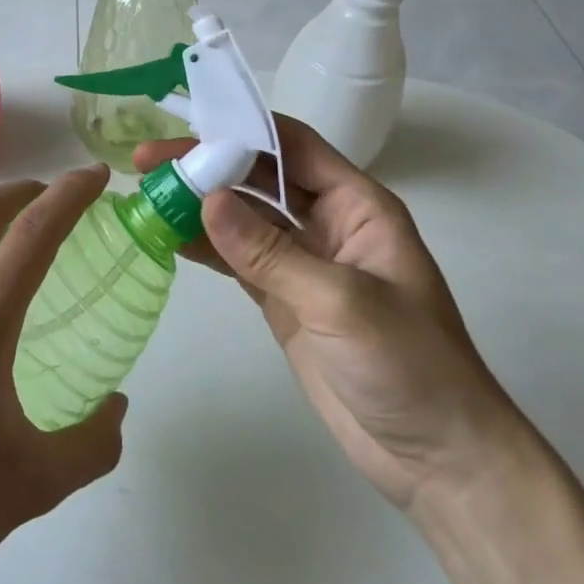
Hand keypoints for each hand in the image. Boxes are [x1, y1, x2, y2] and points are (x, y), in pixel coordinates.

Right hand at [135, 119, 522, 509]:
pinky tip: (168, 237)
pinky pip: (237, 260)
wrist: (436, 457)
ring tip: (147, 195)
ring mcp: (302, 262)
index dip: (241, 129)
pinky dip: (204, 247)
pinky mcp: (283, 299)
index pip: (293, 146)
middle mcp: (328, 223)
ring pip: (243, 217)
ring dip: (199, 204)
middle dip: (207, 164)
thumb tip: (207, 200)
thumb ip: (271, 252)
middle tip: (148, 162)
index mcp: (357, 206)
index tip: (186, 125)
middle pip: (259, 177)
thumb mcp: (341, 302)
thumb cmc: (409, 365)